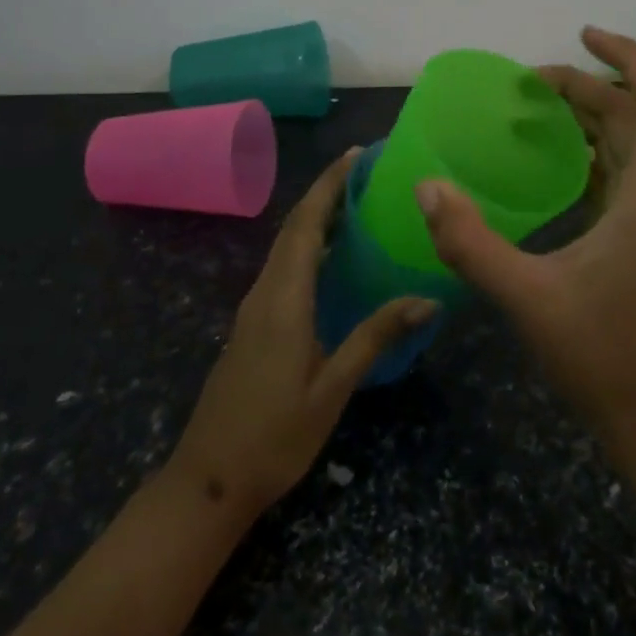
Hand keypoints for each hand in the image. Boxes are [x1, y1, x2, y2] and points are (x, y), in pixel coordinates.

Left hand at [169, 148, 438, 517]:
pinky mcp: (255, 323)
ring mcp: (255, 307)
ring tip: (359, 203)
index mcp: (283, 298)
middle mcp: (266, 291)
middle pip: (295, 226)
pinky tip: (335, 257)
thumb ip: (375, 337)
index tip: (357, 155)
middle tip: (368, 172)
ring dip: (318, 216)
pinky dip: (310, 244)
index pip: (306, 224)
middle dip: (327, 192)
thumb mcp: (332, 389)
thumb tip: (427, 299)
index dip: (329, 185)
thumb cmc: (274, 437)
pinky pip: (285, 266)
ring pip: (288, 245)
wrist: (209, 480)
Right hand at [417, 26, 635, 451]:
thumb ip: (472, 243)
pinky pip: (619, 166)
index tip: (585, 35)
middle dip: (591, 84)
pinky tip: (556, 150)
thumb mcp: (525, 297)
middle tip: (533, 79)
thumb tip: (428, 186)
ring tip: (541, 99)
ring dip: (594, 110)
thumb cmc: (595, 354)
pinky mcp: (634, 232)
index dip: (631, 58)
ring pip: (632, 139)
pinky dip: (592, 142)